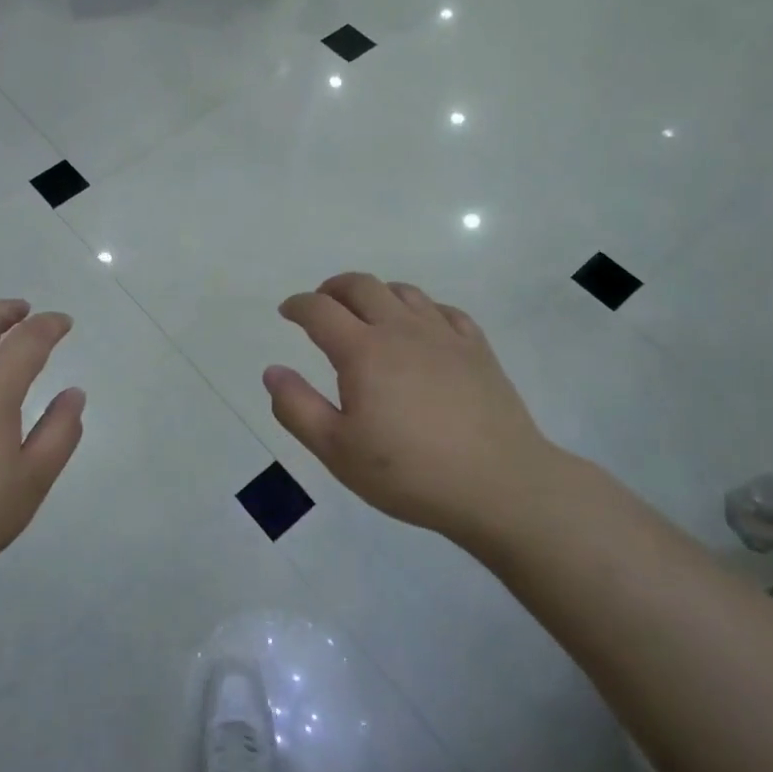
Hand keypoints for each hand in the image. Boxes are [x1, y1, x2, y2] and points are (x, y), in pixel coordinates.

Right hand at [263, 273, 563, 541]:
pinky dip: (420, 309)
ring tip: (366, 314)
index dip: (298, 305)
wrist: (500, 485)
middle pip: (361, 286)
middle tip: (321, 305)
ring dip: (375, 294)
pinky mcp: (477, 349)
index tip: (287, 311)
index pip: (320, 310)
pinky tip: (420, 329)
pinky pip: (443, 310)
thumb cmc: (410, 472)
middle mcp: (401, 330)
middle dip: (333, 289)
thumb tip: (272, 371)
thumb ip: (297, 408)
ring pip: (403, 292)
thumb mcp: (337, 450)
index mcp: (363, 351)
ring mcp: (444, 335)